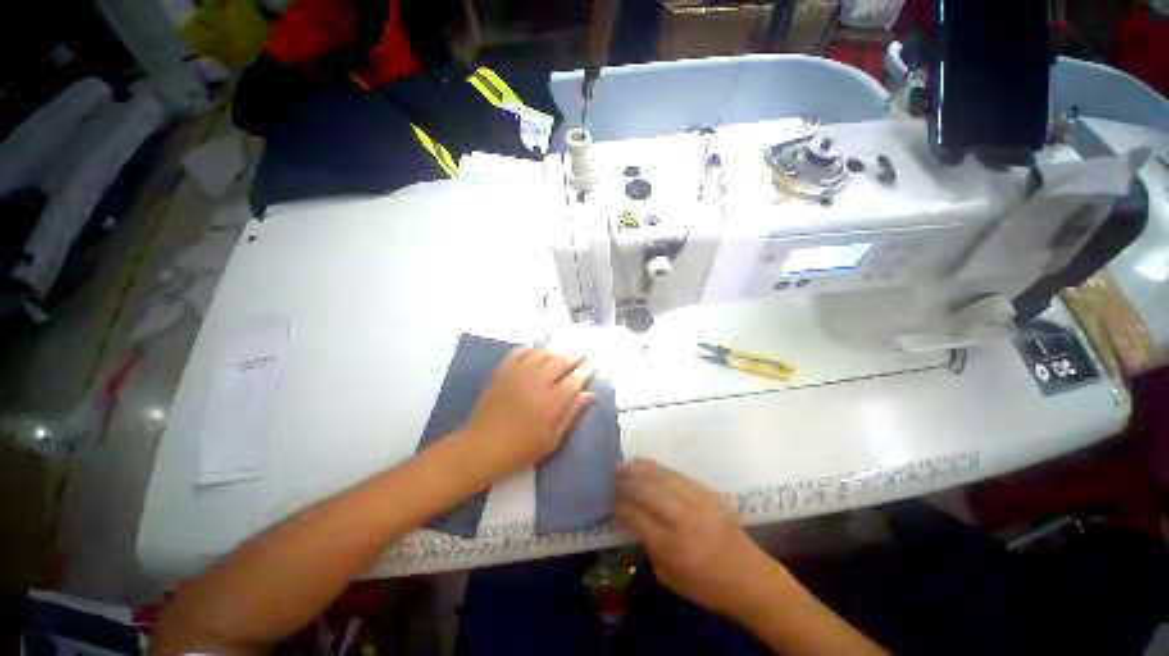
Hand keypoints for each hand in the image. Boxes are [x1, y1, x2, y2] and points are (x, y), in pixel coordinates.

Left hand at [458, 347, 594, 481]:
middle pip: (561, 360)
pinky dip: (530, 349)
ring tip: (561, 353)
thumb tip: (589, 395)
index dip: (586, 370)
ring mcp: (518, 373)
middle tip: (583, 352)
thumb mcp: (551, 439)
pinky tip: (535, 352)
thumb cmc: (520, 449)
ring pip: (542, 352)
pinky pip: (519, 351)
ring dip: (555, 350)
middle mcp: (537, 382)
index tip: (593, 364)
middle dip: (575, 355)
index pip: (575, 379)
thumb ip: (571, 414)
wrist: (481, 447)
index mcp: (551, 402)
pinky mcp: (503, 371)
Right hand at [615, 459, 777, 619]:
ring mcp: (698, 501)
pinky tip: (646, 465)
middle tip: (612, 475)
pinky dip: (658, 468)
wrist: (751, 577)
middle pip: (647, 491)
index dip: (621, 506)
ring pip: (661, 477)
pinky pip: (677, 474)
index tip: (611, 501)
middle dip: (626, 481)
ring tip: (624, 464)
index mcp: (674, 547)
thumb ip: (649, 546)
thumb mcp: (669, 578)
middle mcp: (684, 519)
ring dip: (639, 469)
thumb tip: (632, 518)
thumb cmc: (708, 587)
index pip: (637, 517)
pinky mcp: (707, 492)